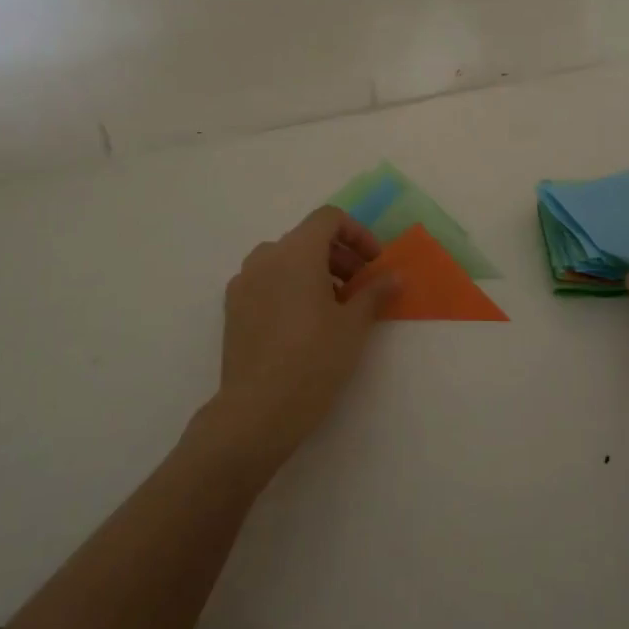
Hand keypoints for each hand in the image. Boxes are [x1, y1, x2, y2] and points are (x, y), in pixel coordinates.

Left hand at [205, 206, 401, 473]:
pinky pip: (266, 281)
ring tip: (334, 306)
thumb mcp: (354, 325)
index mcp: (296, 252)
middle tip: (360, 287)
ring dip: (314, 271)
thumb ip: (375, 293)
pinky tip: (303, 323)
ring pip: (284, 260)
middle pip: (307, 238)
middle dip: (338, 255)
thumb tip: (394, 277)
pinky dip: (289, 287)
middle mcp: (266, 257)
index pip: (328, 219)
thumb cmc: (314, 359)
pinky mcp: (233, 308)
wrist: (258, 410)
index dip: (357, 234)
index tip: (373, 263)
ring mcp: (244, 282)